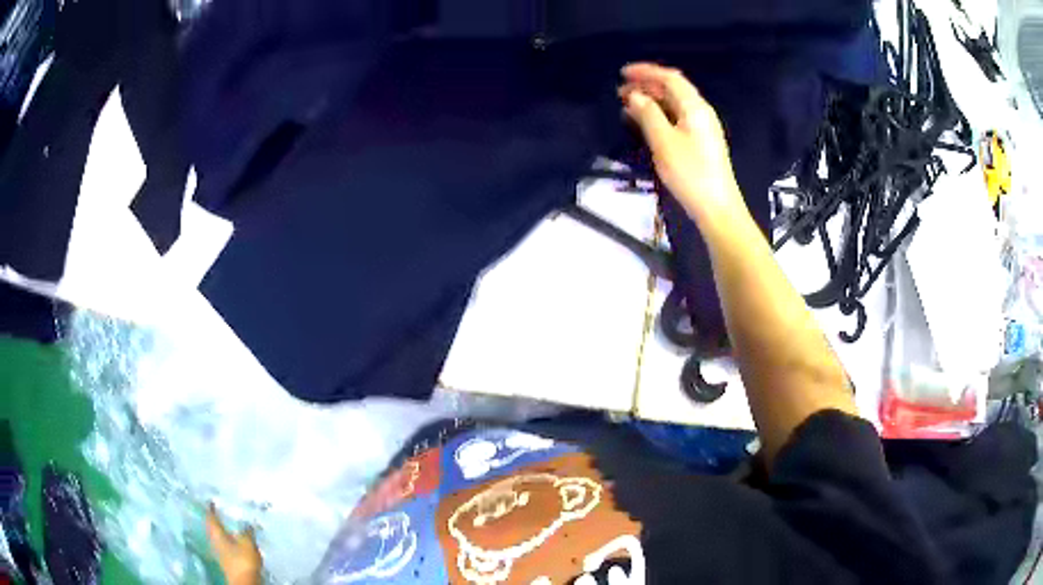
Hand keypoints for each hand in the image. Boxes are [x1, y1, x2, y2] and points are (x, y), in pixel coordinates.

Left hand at [206, 504, 262, 584]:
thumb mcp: (247, 542)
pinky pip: (225, 545)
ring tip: (229, 525)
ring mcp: (219, 552)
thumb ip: (246, 531)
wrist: (244, 582)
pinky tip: (235, 541)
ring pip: (218, 537)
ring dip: (223, 531)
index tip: (211, 499)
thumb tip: (247, 521)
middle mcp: (214, 541)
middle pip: (213, 527)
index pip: (211, 517)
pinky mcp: (226, 560)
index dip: (211, 508)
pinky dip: (228, 540)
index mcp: (216, 533)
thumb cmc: (243, 559)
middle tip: (220, 511)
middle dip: (216, 519)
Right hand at [618, 63, 743, 219]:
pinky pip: (676, 118)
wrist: (717, 207)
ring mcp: (702, 128)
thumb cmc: (690, 173)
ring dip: (651, 101)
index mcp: (694, 107)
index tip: (623, 73)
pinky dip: (658, 115)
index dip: (646, 72)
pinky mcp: (700, 142)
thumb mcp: (664, 141)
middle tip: (620, 92)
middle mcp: (700, 112)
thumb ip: (647, 114)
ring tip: (627, 106)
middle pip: (673, 90)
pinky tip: (644, 123)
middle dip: (646, 86)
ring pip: (673, 104)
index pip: (670, 78)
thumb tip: (634, 96)